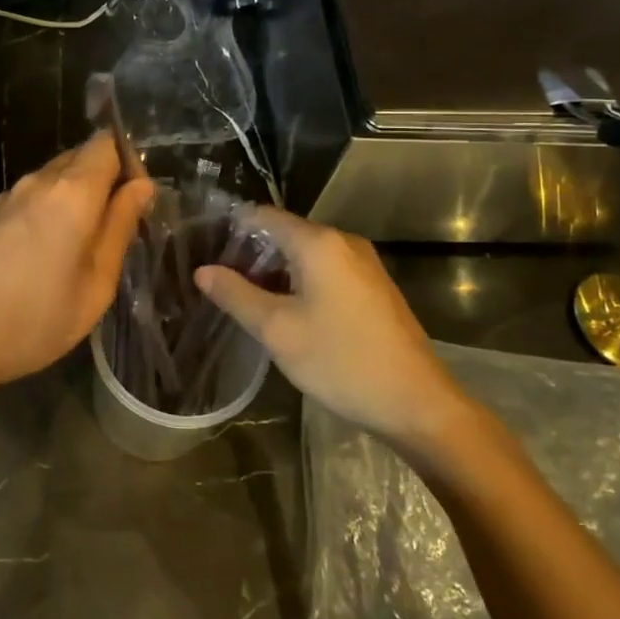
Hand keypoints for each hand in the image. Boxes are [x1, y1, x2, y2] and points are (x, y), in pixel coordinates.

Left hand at [0, 133, 153, 400]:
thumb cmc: (34, 320)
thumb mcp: (95, 285)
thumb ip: (120, 228)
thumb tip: (141, 187)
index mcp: (71, 192)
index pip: (107, 143)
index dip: (129, 163)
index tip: (136, 201)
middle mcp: (37, 181)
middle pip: (80, 157)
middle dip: (104, 181)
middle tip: (114, 228)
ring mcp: (6, 196)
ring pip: (54, 178)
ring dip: (75, 198)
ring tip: (79, 247)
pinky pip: (30, 198)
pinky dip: (47, 212)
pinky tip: (42, 255)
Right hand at [194, 206, 469, 448]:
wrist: (417, 403)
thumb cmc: (340, 361)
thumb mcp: (277, 330)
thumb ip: (236, 295)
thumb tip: (202, 271)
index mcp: (319, 243)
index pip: (263, 216)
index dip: (232, 229)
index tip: (205, 251)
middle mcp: (343, 242)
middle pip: (285, 233)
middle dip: (251, 254)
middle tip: (220, 283)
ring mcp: (364, 264)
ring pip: (307, 254)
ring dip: (276, 271)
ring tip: (246, 300)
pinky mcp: (374, 287)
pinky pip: (327, 270)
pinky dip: (301, 282)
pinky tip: (286, 312)